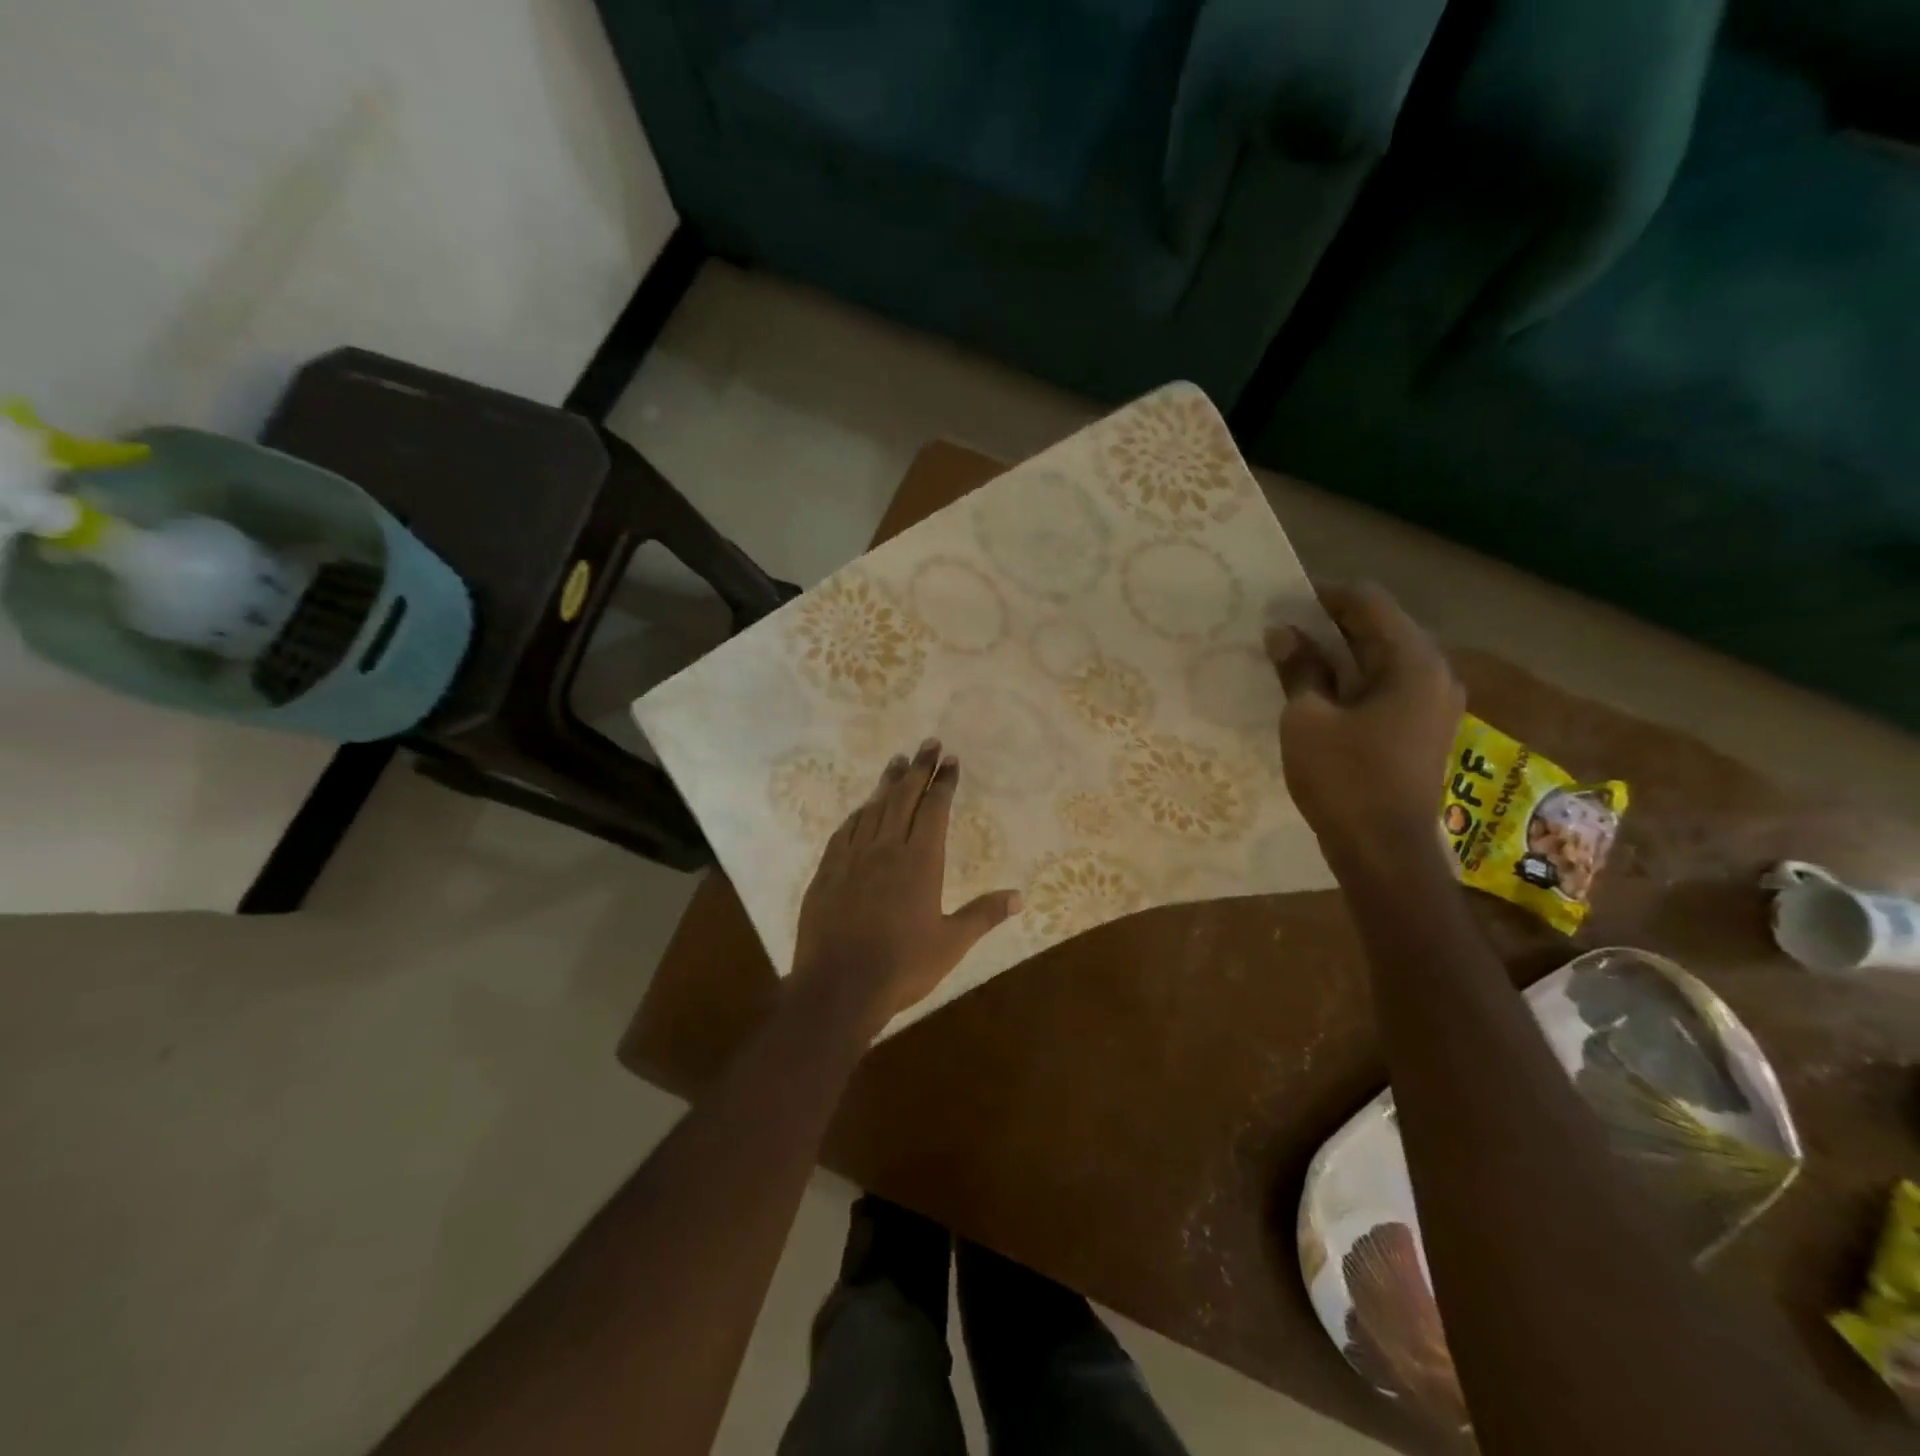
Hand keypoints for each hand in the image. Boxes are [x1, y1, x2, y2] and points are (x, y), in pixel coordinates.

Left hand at [791, 739, 1021, 1034]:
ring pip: (873, 808)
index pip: (934, 809)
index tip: (951, 761)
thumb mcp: (950, 943)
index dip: (943, 783)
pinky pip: (846, 830)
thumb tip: (1019, 896)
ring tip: (898, 761)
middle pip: (903, 798)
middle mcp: (886, 849)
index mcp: (920, 861)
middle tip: (928, 744)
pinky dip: (858, 813)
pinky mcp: (828, 870)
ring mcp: (853, 857)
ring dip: (888, 783)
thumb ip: (983, 915)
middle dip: (918, 769)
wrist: (838, 986)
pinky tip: (862, 807)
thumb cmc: (901, 966)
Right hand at [1265, 583, 1462, 873]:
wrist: (1383, 851)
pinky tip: (1321, 696)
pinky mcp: (1425, 728)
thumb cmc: (1344, 779)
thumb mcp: (1307, 719)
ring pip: (1384, 658)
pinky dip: (1355, 681)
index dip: (1322, 596)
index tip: (1282, 607)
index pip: (1368, 601)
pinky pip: (1389, 685)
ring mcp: (1435, 702)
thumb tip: (1283, 633)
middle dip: (1329, 626)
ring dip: (1341, 655)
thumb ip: (1298, 669)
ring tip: (1296, 663)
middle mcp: (1435, 673)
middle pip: (1380, 627)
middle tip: (1283, 635)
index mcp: (1413, 661)